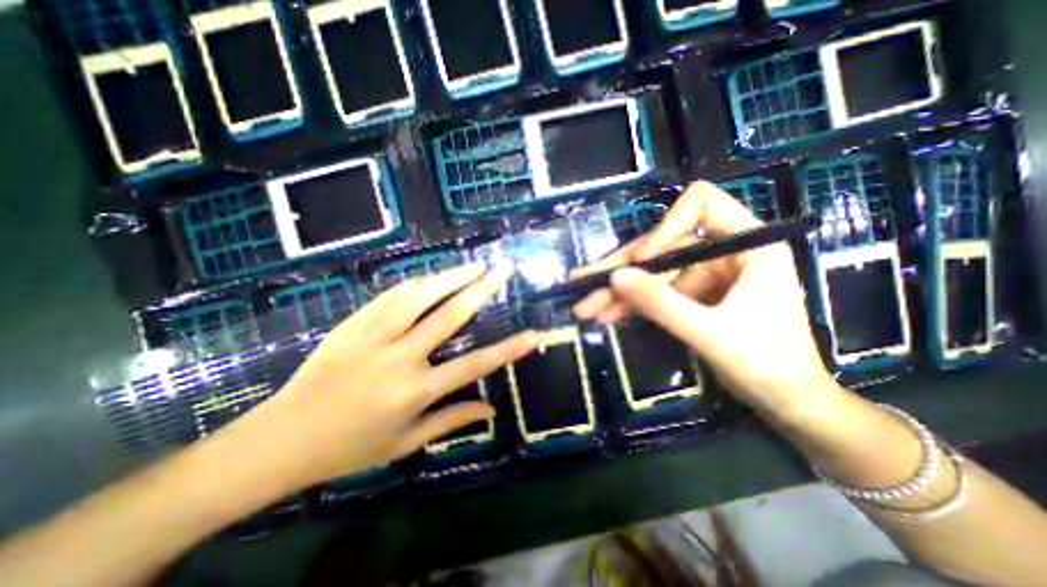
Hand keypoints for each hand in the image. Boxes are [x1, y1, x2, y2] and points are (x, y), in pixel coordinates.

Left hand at [225, 262, 535, 490]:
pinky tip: (432, 276)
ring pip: (417, 297)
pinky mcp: (351, 325)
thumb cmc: (350, 447)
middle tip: (501, 270)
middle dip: (479, 289)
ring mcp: (371, 337)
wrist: (281, 439)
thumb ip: (451, 421)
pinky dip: (415, 284)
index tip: (533, 334)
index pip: (473, 366)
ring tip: (473, 264)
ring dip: (448, 277)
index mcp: (414, 393)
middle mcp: (397, 359)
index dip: (507, 350)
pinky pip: (388, 297)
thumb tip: (491, 409)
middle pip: (447, 316)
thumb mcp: (405, 442)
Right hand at [573, 180, 835, 414]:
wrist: (784, 400)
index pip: (701, 205)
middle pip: (661, 246)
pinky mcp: (690, 295)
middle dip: (622, 269)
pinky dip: (629, 304)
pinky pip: (653, 292)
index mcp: (748, 244)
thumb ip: (662, 304)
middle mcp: (723, 251)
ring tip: (585, 308)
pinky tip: (605, 315)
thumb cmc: (766, 364)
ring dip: (618, 291)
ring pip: (650, 273)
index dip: (666, 227)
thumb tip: (615, 278)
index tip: (642, 260)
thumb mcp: (710, 332)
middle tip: (583, 282)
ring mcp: (703, 274)